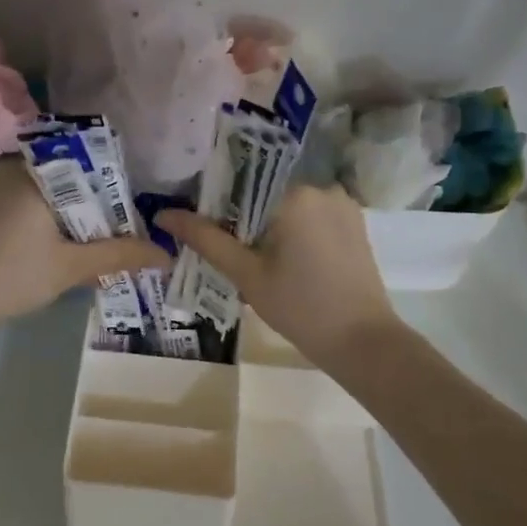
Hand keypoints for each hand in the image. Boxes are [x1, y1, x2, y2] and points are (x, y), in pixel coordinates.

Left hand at [0, 162, 169, 335]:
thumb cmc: (11, 277)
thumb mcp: (71, 267)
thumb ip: (120, 255)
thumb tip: (166, 255)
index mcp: (36, 171)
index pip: (89, 162)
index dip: (114, 187)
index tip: (128, 215)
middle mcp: (11, 167)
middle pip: (66, 176)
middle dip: (91, 205)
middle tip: (112, 233)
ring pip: (43, 190)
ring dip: (66, 214)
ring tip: (85, 243)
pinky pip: (20, 200)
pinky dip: (40, 218)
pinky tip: (46, 247)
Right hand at [156, 185, 396, 367]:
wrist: (362, 342)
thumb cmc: (300, 307)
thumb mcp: (246, 274)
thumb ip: (206, 239)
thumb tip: (164, 214)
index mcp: (295, 193)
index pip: (242, 183)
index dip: (217, 204)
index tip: (202, 229)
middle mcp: (322, 187)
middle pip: (266, 193)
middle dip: (243, 219)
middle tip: (226, 252)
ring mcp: (343, 205)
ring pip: (289, 206)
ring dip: (268, 227)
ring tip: (253, 261)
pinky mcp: (354, 225)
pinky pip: (311, 218)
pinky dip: (292, 233)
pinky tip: (283, 263)